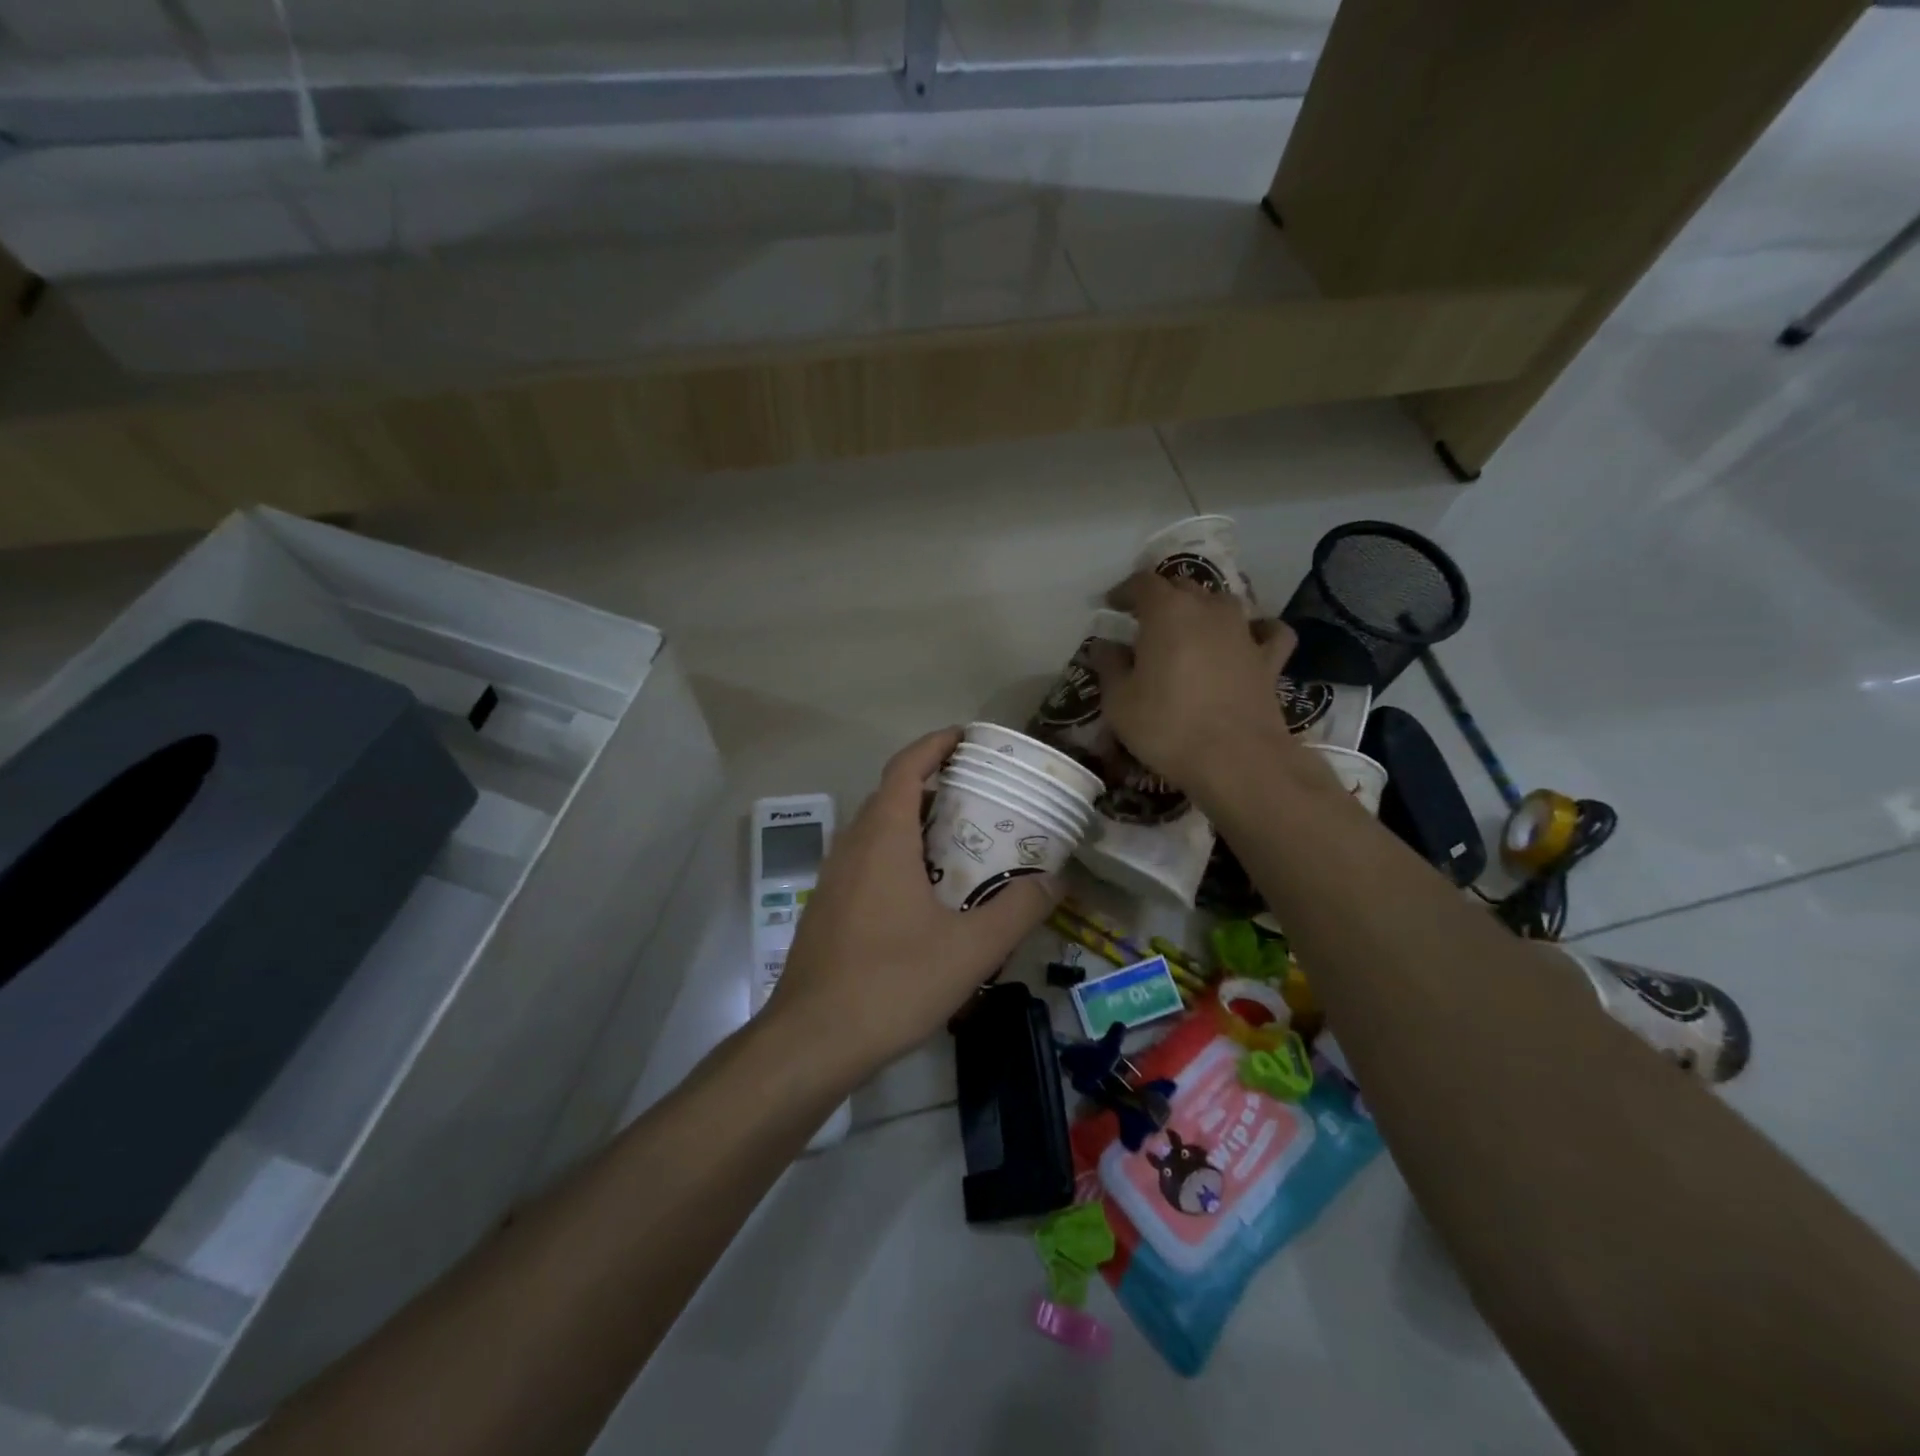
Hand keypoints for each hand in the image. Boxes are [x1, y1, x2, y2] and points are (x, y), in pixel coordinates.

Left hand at [762, 728, 1059, 1074]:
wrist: (811, 1040)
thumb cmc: (891, 983)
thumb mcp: (970, 949)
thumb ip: (1018, 910)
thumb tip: (1054, 880)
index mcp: (882, 838)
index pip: (906, 767)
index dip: (935, 744)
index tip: (967, 737)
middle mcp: (852, 846)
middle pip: (892, 795)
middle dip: (934, 783)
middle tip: (980, 794)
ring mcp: (833, 877)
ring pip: (877, 830)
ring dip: (915, 821)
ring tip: (961, 839)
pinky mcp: (827, 907)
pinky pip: (867, 860)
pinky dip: (898, 853)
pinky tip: (926, 892)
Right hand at [1088, 572, 1299, 792]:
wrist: (1237, 759)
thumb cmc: (1167, 726)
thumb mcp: (1118, 701)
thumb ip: (1109, 666)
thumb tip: (1104, 646)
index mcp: (1168, 611)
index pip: (1143, 583)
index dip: (1124, 591)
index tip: (1111, 606)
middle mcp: (1209, 610)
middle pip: (1183, 586)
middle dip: (1161, 598)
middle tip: (1144, 622)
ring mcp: (1244, 632)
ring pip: (1222, 602)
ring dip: (1203, 609)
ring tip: (1189, 630)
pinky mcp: (1269, 659)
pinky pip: (1268, 631)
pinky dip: (1257, 630)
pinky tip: (1248, 640)